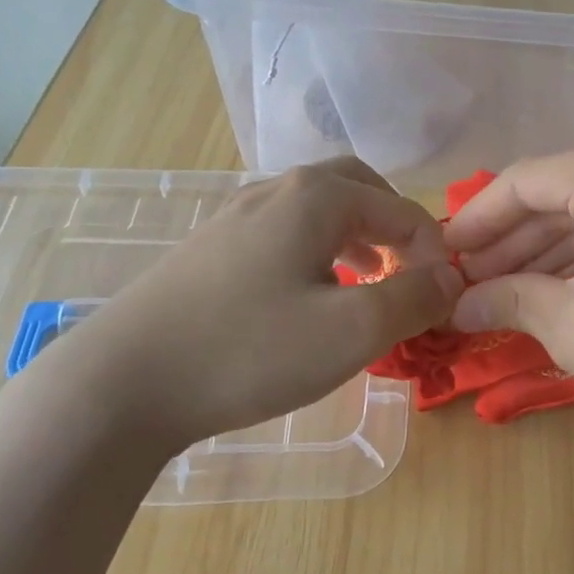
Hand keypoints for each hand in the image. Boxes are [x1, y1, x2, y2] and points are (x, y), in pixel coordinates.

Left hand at [37, 159, 461, 452]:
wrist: (121, 384)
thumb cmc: (249, 350)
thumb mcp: (352, 331)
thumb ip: (414, 298)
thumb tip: (451, 278)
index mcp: (316, 196)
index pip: (401, 209)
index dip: (433, 253)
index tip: (442, 301)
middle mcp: (276, 190)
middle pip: (357, 189)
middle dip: (394, 227)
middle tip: (410, 271)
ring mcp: (235, 217)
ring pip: (317, 210)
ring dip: (357, 238)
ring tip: (369, 283)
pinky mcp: (210, 250)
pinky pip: (284, 234)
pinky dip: (317, 253)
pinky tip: (310, 297)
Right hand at [445, 137, 573, 469]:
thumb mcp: (571, 325)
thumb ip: (507, 299)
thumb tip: (458, 306)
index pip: (526, 182)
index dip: (477, 220)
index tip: (443, 254)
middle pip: (565, 193)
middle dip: (514, 240)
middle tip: (471, 281)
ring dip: (551, 249)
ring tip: (504, 289)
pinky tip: (557, 284)